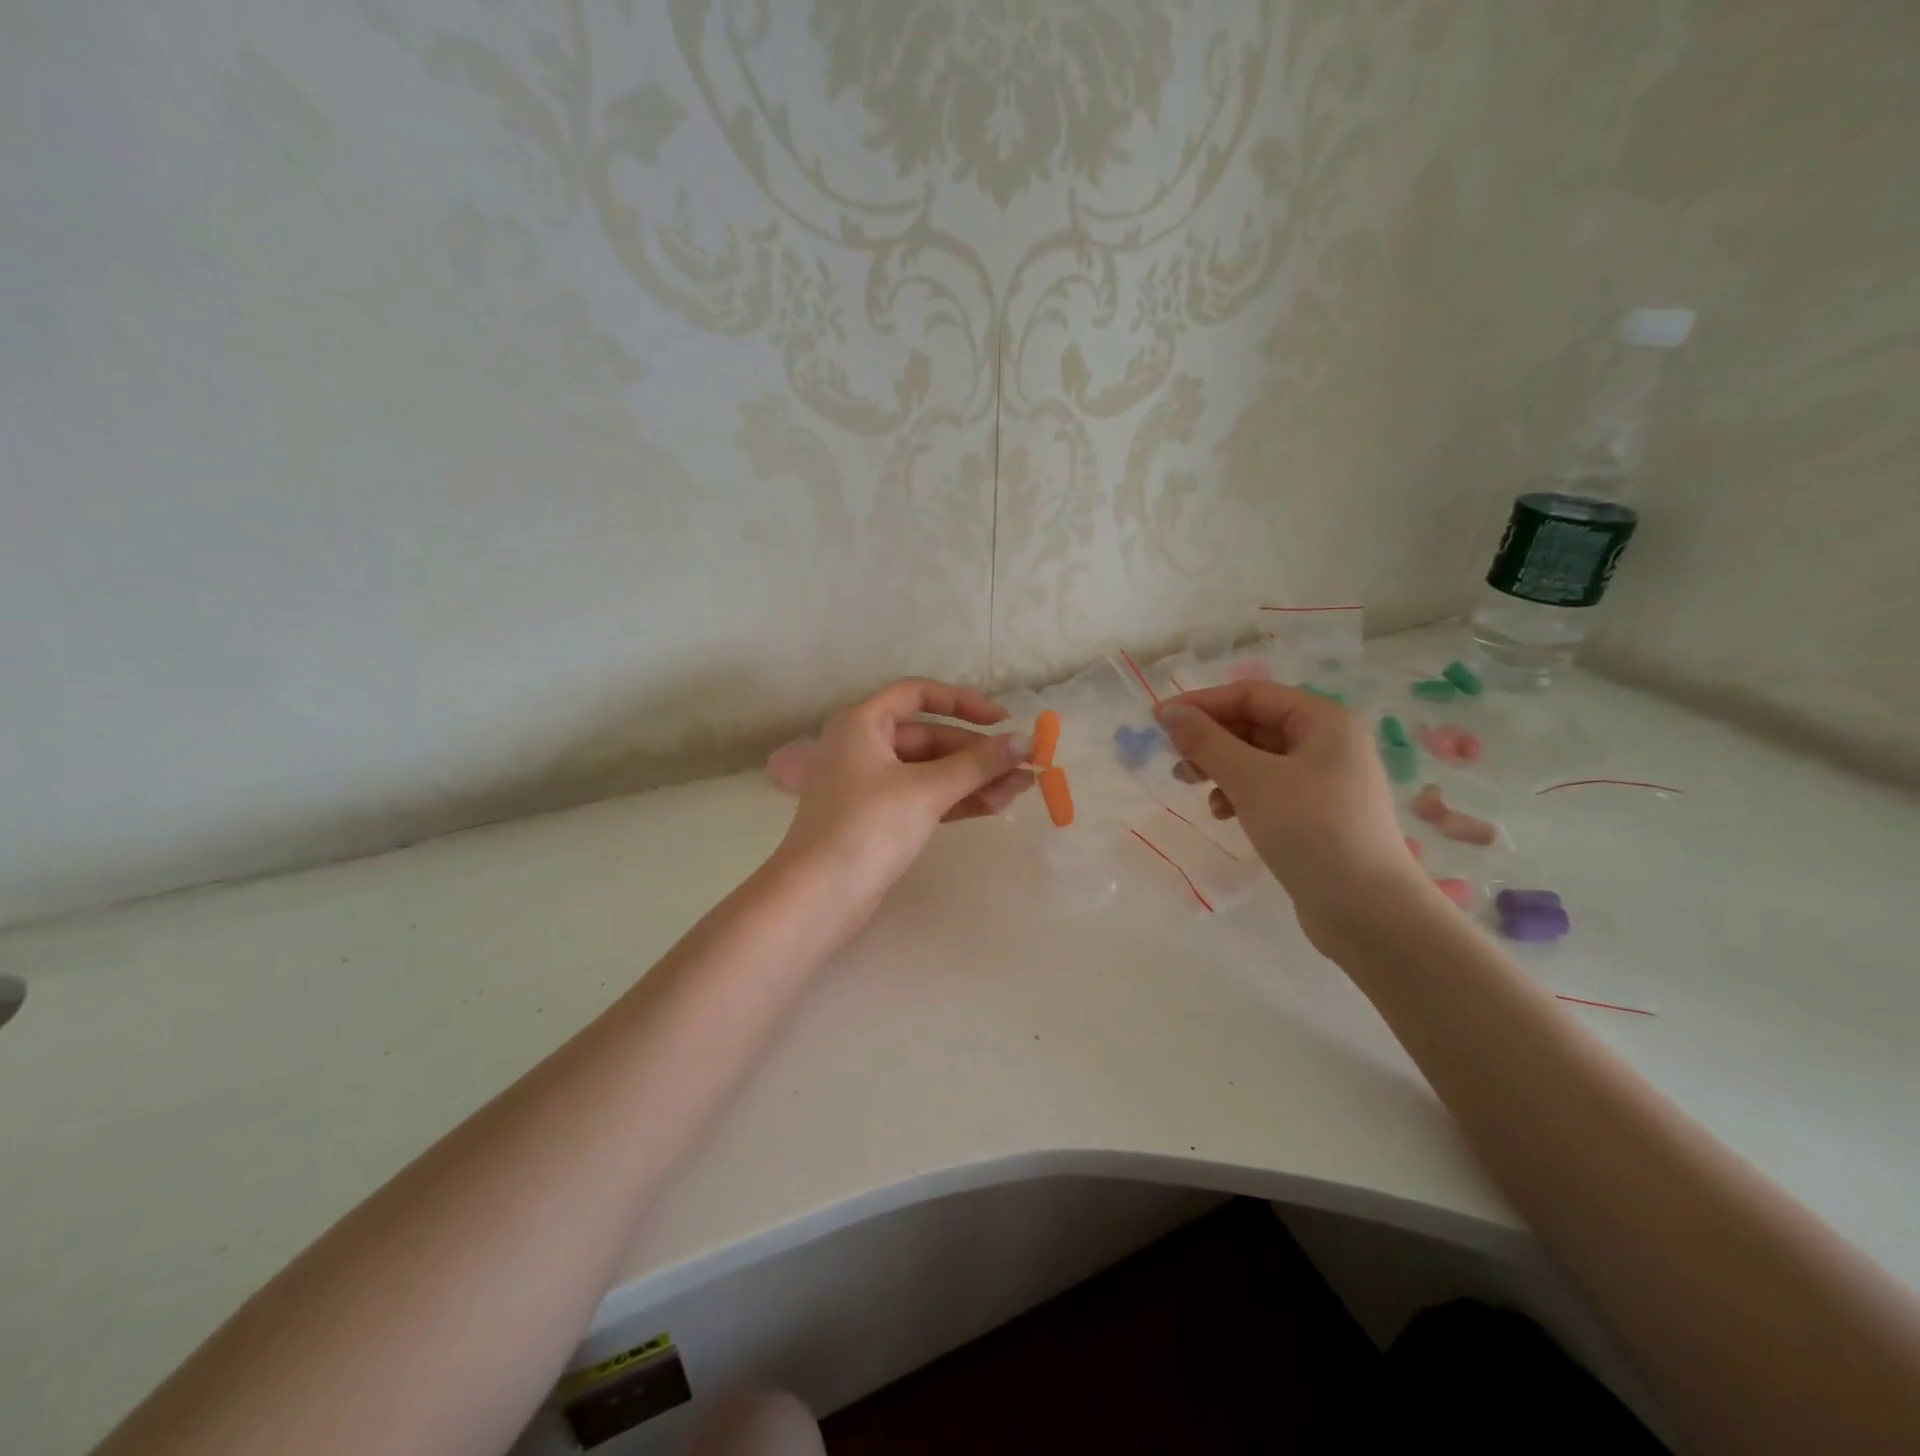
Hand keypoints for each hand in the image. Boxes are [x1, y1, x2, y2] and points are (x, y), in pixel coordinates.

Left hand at [771, 678, 1033, 932]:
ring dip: (974, 779)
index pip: (918, 694)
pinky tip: (996, 805)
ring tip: (1021, 790)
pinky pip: (925, 797)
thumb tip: (1025, 742)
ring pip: (932, 771)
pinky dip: (957, 800)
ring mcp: (871, 785)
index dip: (963, 702)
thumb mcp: (927, 789)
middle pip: (931, 738)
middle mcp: (864, 746)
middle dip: (977, 753)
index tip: (1002, 720)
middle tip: (1023, 767)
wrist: (819, 895)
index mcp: (863, 723)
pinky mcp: (880, 818)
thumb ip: (978, 764)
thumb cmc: (868, 826)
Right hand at [1155, 682, 1422, 944]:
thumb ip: (1207, 742)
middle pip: (1254, 724)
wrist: (1368, 911)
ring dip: (1220, 767)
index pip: (1252, 695)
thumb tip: (1170, 712)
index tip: (1158, 720)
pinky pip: (1268, 787)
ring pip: (1257, 758)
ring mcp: (1324, 780)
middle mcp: (1328, 742)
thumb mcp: (1251, 780)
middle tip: (1174, 759)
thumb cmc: (1311, 830)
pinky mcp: (1316, 813)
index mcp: (1324, 721)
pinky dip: (1239, 793)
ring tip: (1191, 786)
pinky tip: (1223, 814)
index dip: (1202, 703)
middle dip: (1210, 738)